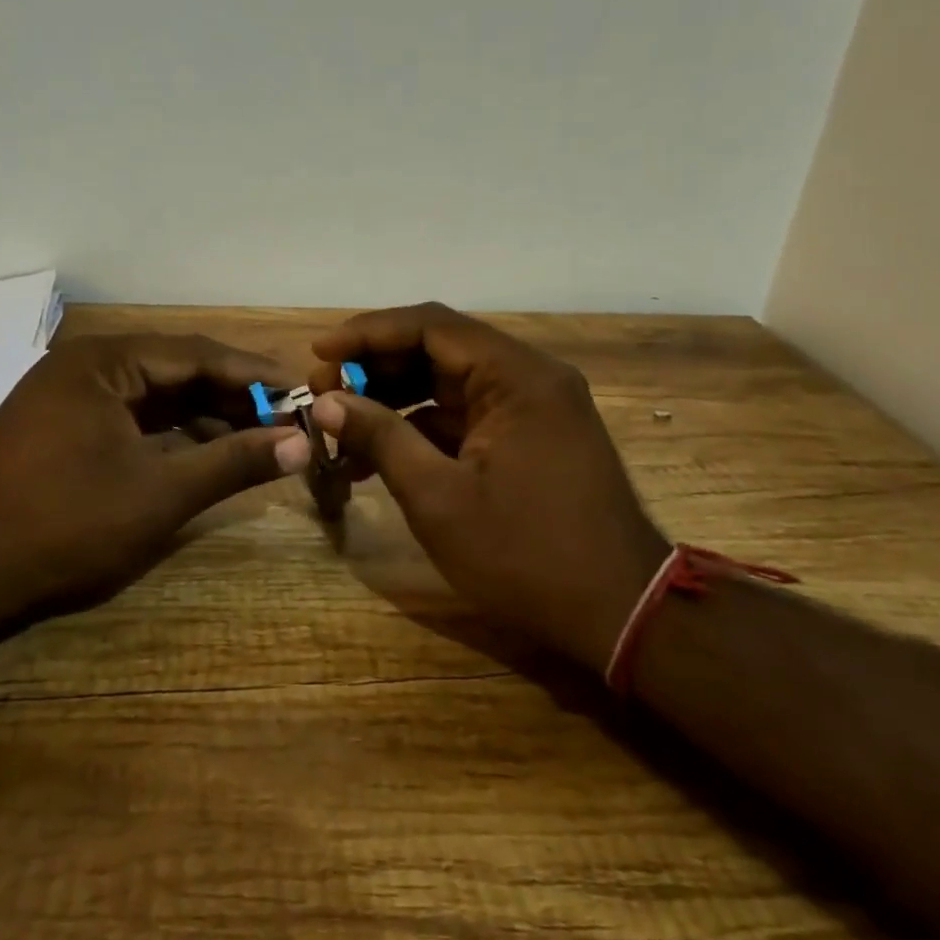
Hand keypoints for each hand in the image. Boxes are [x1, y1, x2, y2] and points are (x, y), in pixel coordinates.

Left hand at [0, 333, 311, 615]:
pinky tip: (206, 453)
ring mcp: (70, 397)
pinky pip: (131, 418)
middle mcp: (86, 366)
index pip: (196, 354)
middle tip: (285, 418)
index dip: (252, 374)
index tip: (298, 389)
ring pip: (155, 396)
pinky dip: (171, 434)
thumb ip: (234, 462)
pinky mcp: (63, 428)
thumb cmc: (66, 526)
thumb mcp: (161, 494)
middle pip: (176, 371)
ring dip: (204, 416)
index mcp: (104, 362)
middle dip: (231, 396)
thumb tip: (301, 444)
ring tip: (256, 438)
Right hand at [309, 303, 667, 671]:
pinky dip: (423, 428)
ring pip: (450, 383)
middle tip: (324, 393)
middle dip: (377, 368)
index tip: (319, 353)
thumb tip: (327, 402)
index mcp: (516, 376)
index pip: (430, 325)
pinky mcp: (530, 437)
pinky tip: (380, 455)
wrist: (620, 614)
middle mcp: (529, 377)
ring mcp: (533, 408)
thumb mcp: (438, 498)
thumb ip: (381, 437)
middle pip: (440, 349)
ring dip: (395, 400)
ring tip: (342, 427)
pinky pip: (467, 415)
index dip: (367, 333)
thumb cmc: (525, 555)